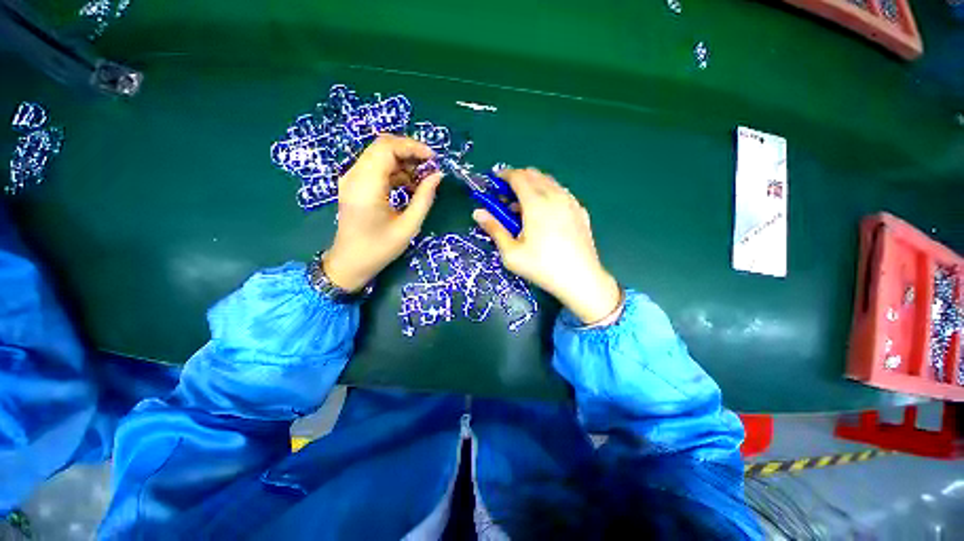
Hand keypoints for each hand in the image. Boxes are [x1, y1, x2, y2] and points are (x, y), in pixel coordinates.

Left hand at [323, 135, 441, 291]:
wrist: (350, 263)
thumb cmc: (379, 249)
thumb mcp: (408, 226)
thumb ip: (424, 198)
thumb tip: (437, 175)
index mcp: (366, 185)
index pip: (387, 148)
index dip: (412, 147)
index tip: (433, 159)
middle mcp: (355, 175)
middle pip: (383, 147)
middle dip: (410, 153)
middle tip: (430, 168)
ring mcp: (352, 179)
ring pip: (380, 155)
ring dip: (404, 162)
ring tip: (422, 180)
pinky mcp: (354, 184)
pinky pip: (376, 168)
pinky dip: (395, 171)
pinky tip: (409, 186)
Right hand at [472, 168, 620, 323]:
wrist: (580, 279)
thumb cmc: (541, 267)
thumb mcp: (511, 253)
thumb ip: (494, 229)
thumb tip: (477, 212)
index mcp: (536, 203)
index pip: (518, 177)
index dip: (504, 175)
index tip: (495, 182)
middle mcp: (555, 196)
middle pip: (534, 175)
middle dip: (518, 179)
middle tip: (507, 197)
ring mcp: (571, 202)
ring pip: (549, 182)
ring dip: (533, 186)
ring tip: (524, 207)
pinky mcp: (581, 211)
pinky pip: (562, 193)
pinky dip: (549, 194)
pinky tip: (546, 213)